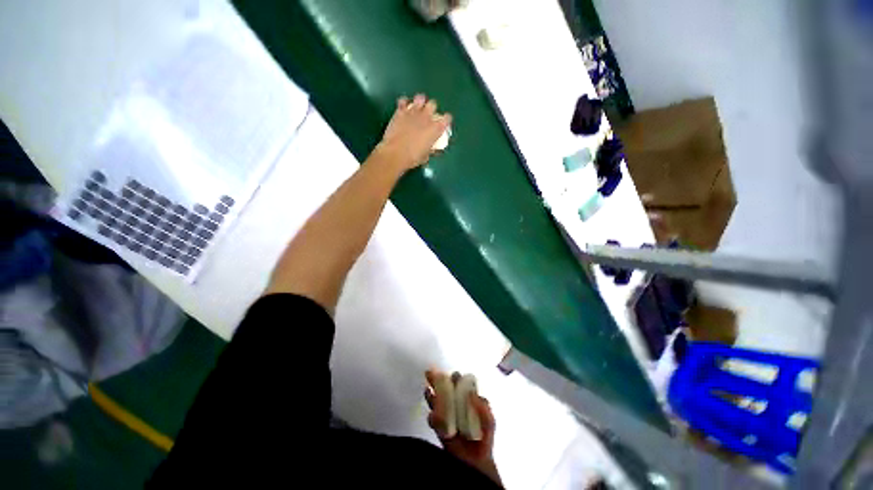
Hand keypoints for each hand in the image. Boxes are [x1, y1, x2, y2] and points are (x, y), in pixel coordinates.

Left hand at [377, 94, 451, 170]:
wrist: (395, 153)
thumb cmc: (412, 158)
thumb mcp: (425, 156)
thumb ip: (431, 149)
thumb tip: (433, 149)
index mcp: (435, 129)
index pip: (447, 118)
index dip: (446, 120)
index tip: (443, 124)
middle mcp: (426, 117)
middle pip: (433, 104)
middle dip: (432, 108)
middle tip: (428, 115)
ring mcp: (413, 112)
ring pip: (420, 98)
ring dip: (420, 101)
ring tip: (417, 108)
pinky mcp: (400, 111)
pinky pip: (403, 100)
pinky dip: (404, 103)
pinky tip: (404, 107)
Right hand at [425, 370, 500, 485]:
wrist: (476, 462)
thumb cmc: (484, 438)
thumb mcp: (489, 421)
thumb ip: (483, 407)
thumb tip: (472, 393)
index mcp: (467, 400)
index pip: (460, 385)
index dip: (456, 379)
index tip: (454, 376)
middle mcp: (455, 405)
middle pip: (445, 390)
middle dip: (438, 381)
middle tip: (432, 374)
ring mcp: (447, 416)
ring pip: (436, 402)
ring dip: (431, 395)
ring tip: (427, 389)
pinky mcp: (440, 428)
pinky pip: (433, 421)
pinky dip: (432, 417)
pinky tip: (433, 414)